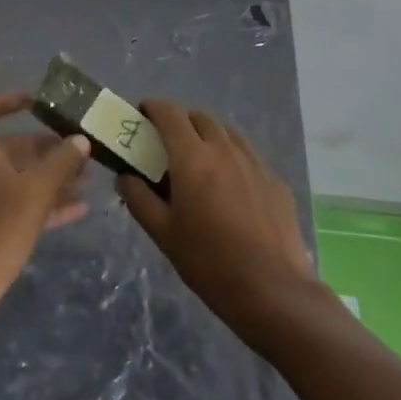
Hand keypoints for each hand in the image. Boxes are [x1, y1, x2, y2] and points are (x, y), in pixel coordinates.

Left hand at [0, 91, 90, 337]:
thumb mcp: (34, 193)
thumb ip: (60, 164)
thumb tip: (80, 139)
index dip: (3, 102)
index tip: (35, 103)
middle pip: (13, 148)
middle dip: (46, 146)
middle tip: (80, 148)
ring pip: (23, 179)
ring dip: (53, 175)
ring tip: (89, 176)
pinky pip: (26, 207)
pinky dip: (50, 204)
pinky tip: (81, 208)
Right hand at [117, 99, 316, 341]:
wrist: (273, 291)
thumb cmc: (209, 262)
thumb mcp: (163, 234)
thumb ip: (139, 199)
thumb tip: (125, 176)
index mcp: (192, 156)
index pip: (169, 113)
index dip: (153, 108)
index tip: (142, 116)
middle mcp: (224, 148)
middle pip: (198, 117)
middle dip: (180, 122)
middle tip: (168, 145)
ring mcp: (254, 162)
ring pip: (226, 132)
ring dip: (208, 136)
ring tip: (200, 162)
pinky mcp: (275, 180)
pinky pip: (248, 155)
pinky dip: (232, 158)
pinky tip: (231, 187)